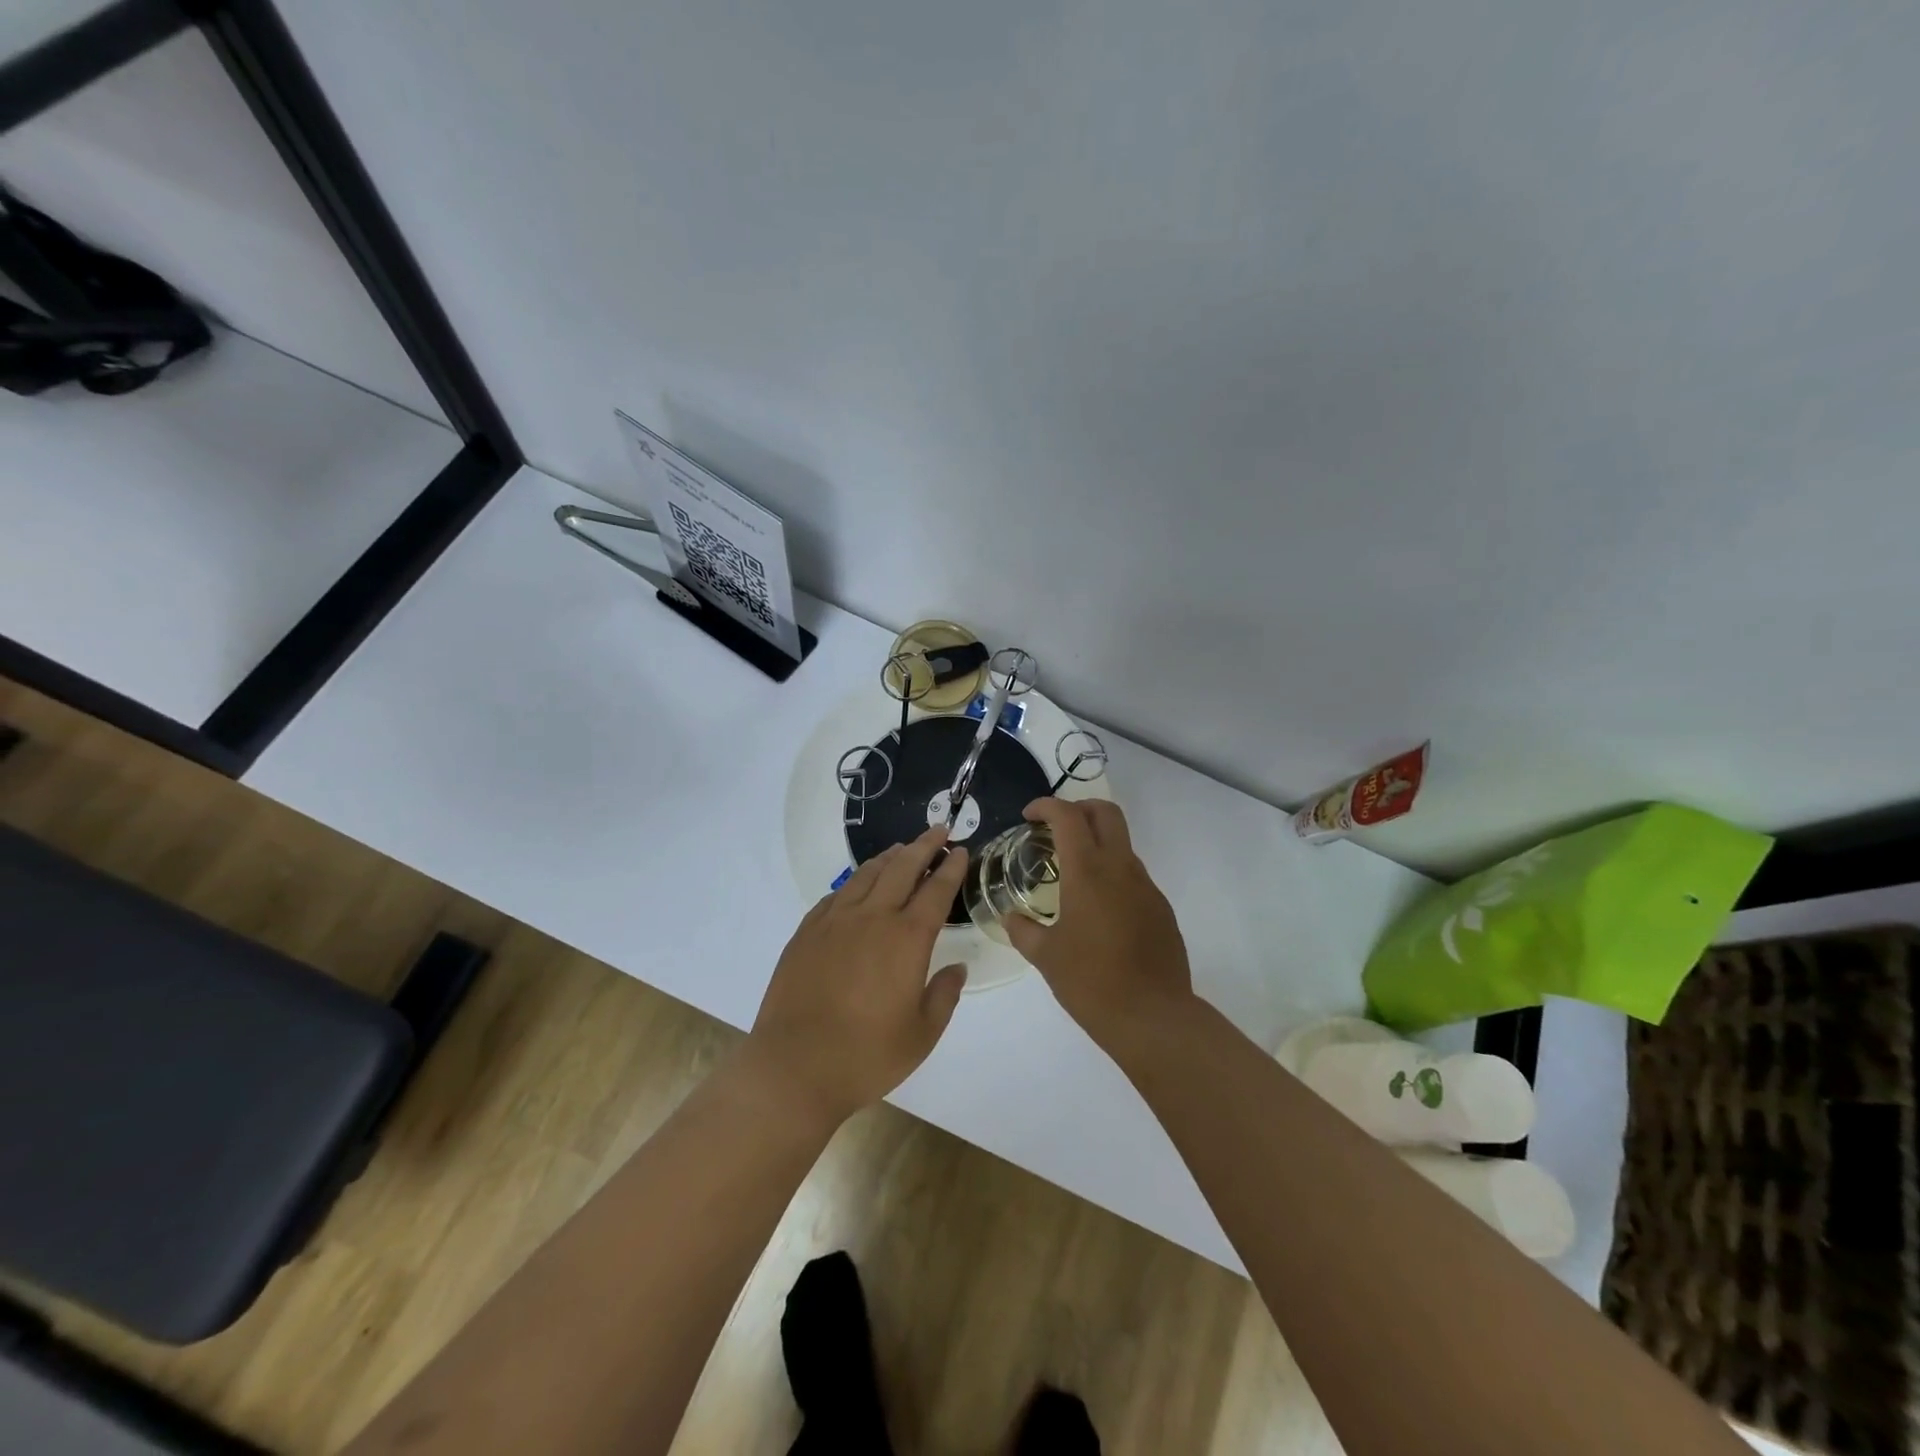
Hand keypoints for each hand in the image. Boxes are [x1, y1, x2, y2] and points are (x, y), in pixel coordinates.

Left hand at [746, 827, 969, 1127]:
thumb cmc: (866, 1055)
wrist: (794, 1066)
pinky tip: (859, 885)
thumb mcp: (922, 1034)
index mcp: (907, 938)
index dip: (951, 867)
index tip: (961, 850)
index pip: (936, 890)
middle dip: (924, 846)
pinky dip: (855, 882)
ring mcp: (835, 921)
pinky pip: (837, 895)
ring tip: (902, 849)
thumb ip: (944, 995)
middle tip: (938, 831)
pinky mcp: (807, 932)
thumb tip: (957, 968)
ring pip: (867, 874)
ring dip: (889, 857)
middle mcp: (872, 918)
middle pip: (902, 868)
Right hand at [1005, 799, 1193, 1043]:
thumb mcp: (1045, 957)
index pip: (1068, 817)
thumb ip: (1023, 930)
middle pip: (1105, 812)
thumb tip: (1010, 917)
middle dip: (1078, 808)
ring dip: (1096, 843)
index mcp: (1088, 872)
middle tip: (1054, 828)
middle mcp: (1121, 868)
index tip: (1028, 816)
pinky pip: (1133, 876)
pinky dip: (1111, 874)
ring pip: (1122, 843)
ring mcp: (1146, 887)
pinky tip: (1097, 909)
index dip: (1046, 806)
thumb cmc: (1091, 982)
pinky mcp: (1161, 908)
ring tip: (1071, 873)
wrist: (1153, 1017)